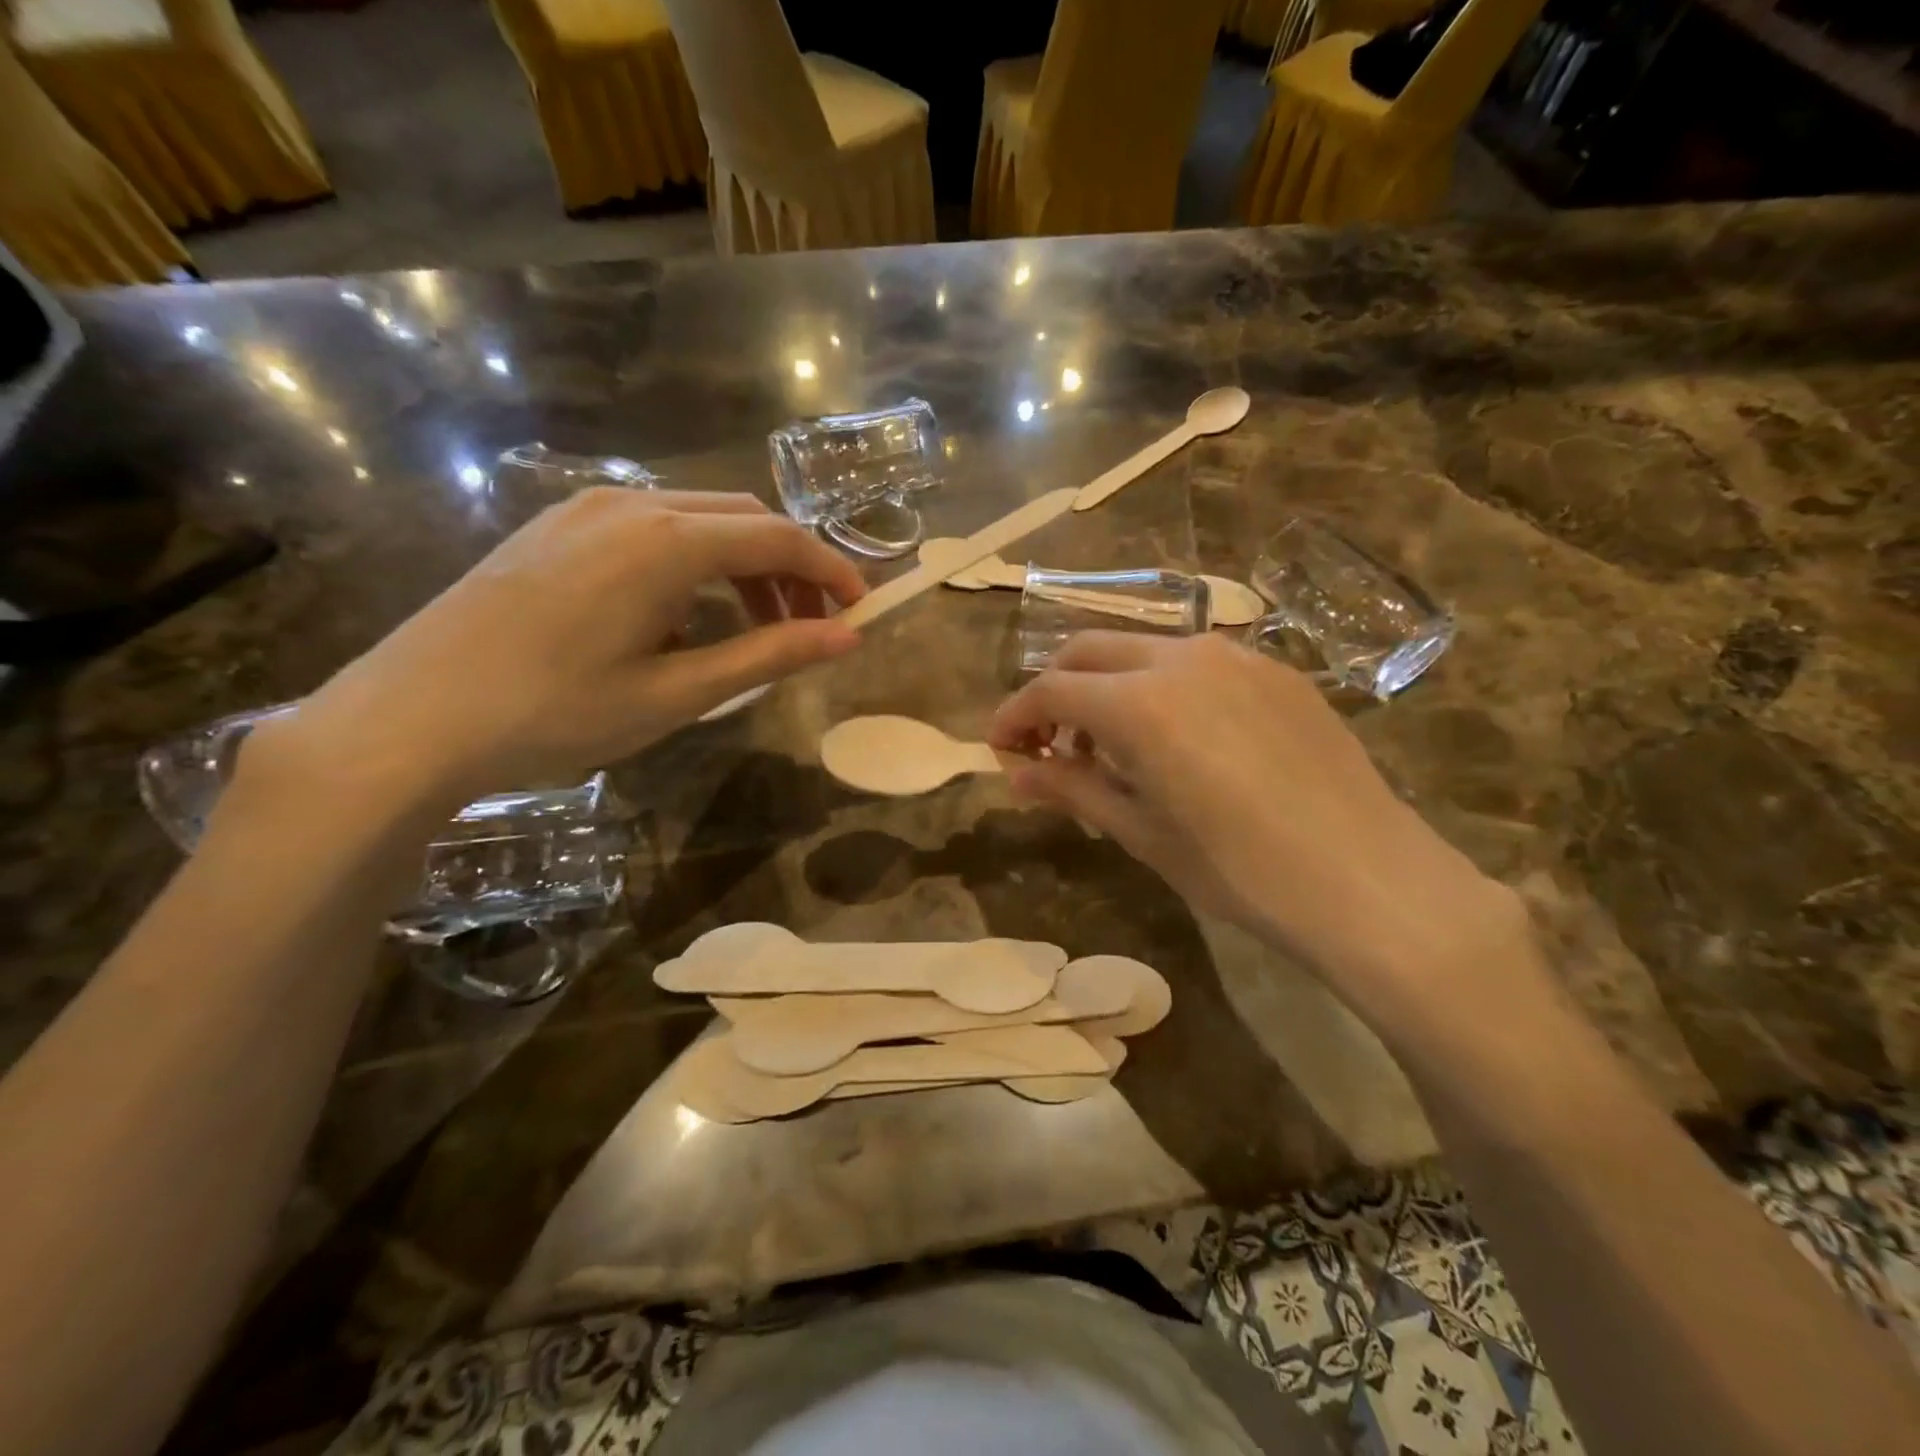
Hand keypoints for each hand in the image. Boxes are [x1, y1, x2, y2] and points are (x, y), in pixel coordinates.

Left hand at [260, 490, 866, 808]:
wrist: (408, 719)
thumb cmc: (554, 713)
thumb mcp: (677, 692)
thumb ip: (768, 655)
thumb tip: (847, 638)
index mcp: (668, 542)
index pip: (779, 539)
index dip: (830, 570)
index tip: (861, 609)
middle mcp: (631, 505)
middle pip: (743, 520)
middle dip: (789, 570)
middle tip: (809, 629)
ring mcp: (585, 511)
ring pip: (697, 521)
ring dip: (741, 567)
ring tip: (752, 631)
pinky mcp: (554, 528)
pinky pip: (650, 529)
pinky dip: (692, 564)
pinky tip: (680, 618)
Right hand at [988, 632, 1524, 1020]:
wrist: (1371, 881)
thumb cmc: (1242, 872)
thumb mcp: (1143, 834)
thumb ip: (1073, 789)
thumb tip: (1016, 773)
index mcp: (1140, 702)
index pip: (1050, 690)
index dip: (1014, 717)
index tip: (1000, 749)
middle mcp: (1182, 659)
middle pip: (1088, 651)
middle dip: (1055, 691)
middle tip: (1051, 747)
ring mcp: (1236, 657)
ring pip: (1142, 650)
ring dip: (1108, 687)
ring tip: (1115, 749)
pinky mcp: (1276, 671)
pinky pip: (1196, 663)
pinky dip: (1161, 688)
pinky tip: (1179, 741)